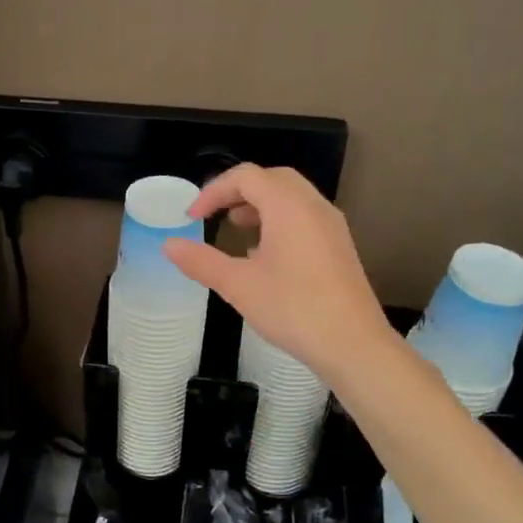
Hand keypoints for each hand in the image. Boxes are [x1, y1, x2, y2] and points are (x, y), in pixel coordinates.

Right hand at [164, 164, 393, 383]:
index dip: (214, 191)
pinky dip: (279, 221)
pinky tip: (265, 255)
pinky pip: (305, 217)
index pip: (246, 177)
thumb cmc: (293, 309)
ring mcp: (332, 225)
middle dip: (238, 192)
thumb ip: (201, 261)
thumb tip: (169, 245)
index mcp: (288, 206)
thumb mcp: (238, 285)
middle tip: (215, 215)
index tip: (192, 218)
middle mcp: (313, 206)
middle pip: (272, 179)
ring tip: (237, 231)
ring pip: (291, 197)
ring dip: (260, 205)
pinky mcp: (339, 246)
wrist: (353, 345)